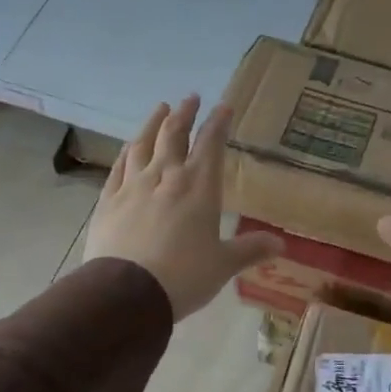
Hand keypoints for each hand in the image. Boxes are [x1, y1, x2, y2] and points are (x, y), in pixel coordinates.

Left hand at [86, 95, 281, 320]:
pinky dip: (127, 152)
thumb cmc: (184, 276)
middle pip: (174, 134)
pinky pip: (118, 167)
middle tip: (191, 98)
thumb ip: (250, 250)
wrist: (126, 293)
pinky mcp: (108, 200)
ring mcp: (133, 186)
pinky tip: (129, 147)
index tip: (224, 106)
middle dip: (185, 113)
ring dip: (153, 123)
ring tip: (160, 109)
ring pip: (143, 144)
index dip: (218, 123)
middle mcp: (166, 177)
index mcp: (199, 187)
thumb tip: (281, 246)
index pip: (211, 144)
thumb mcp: (223, 265)